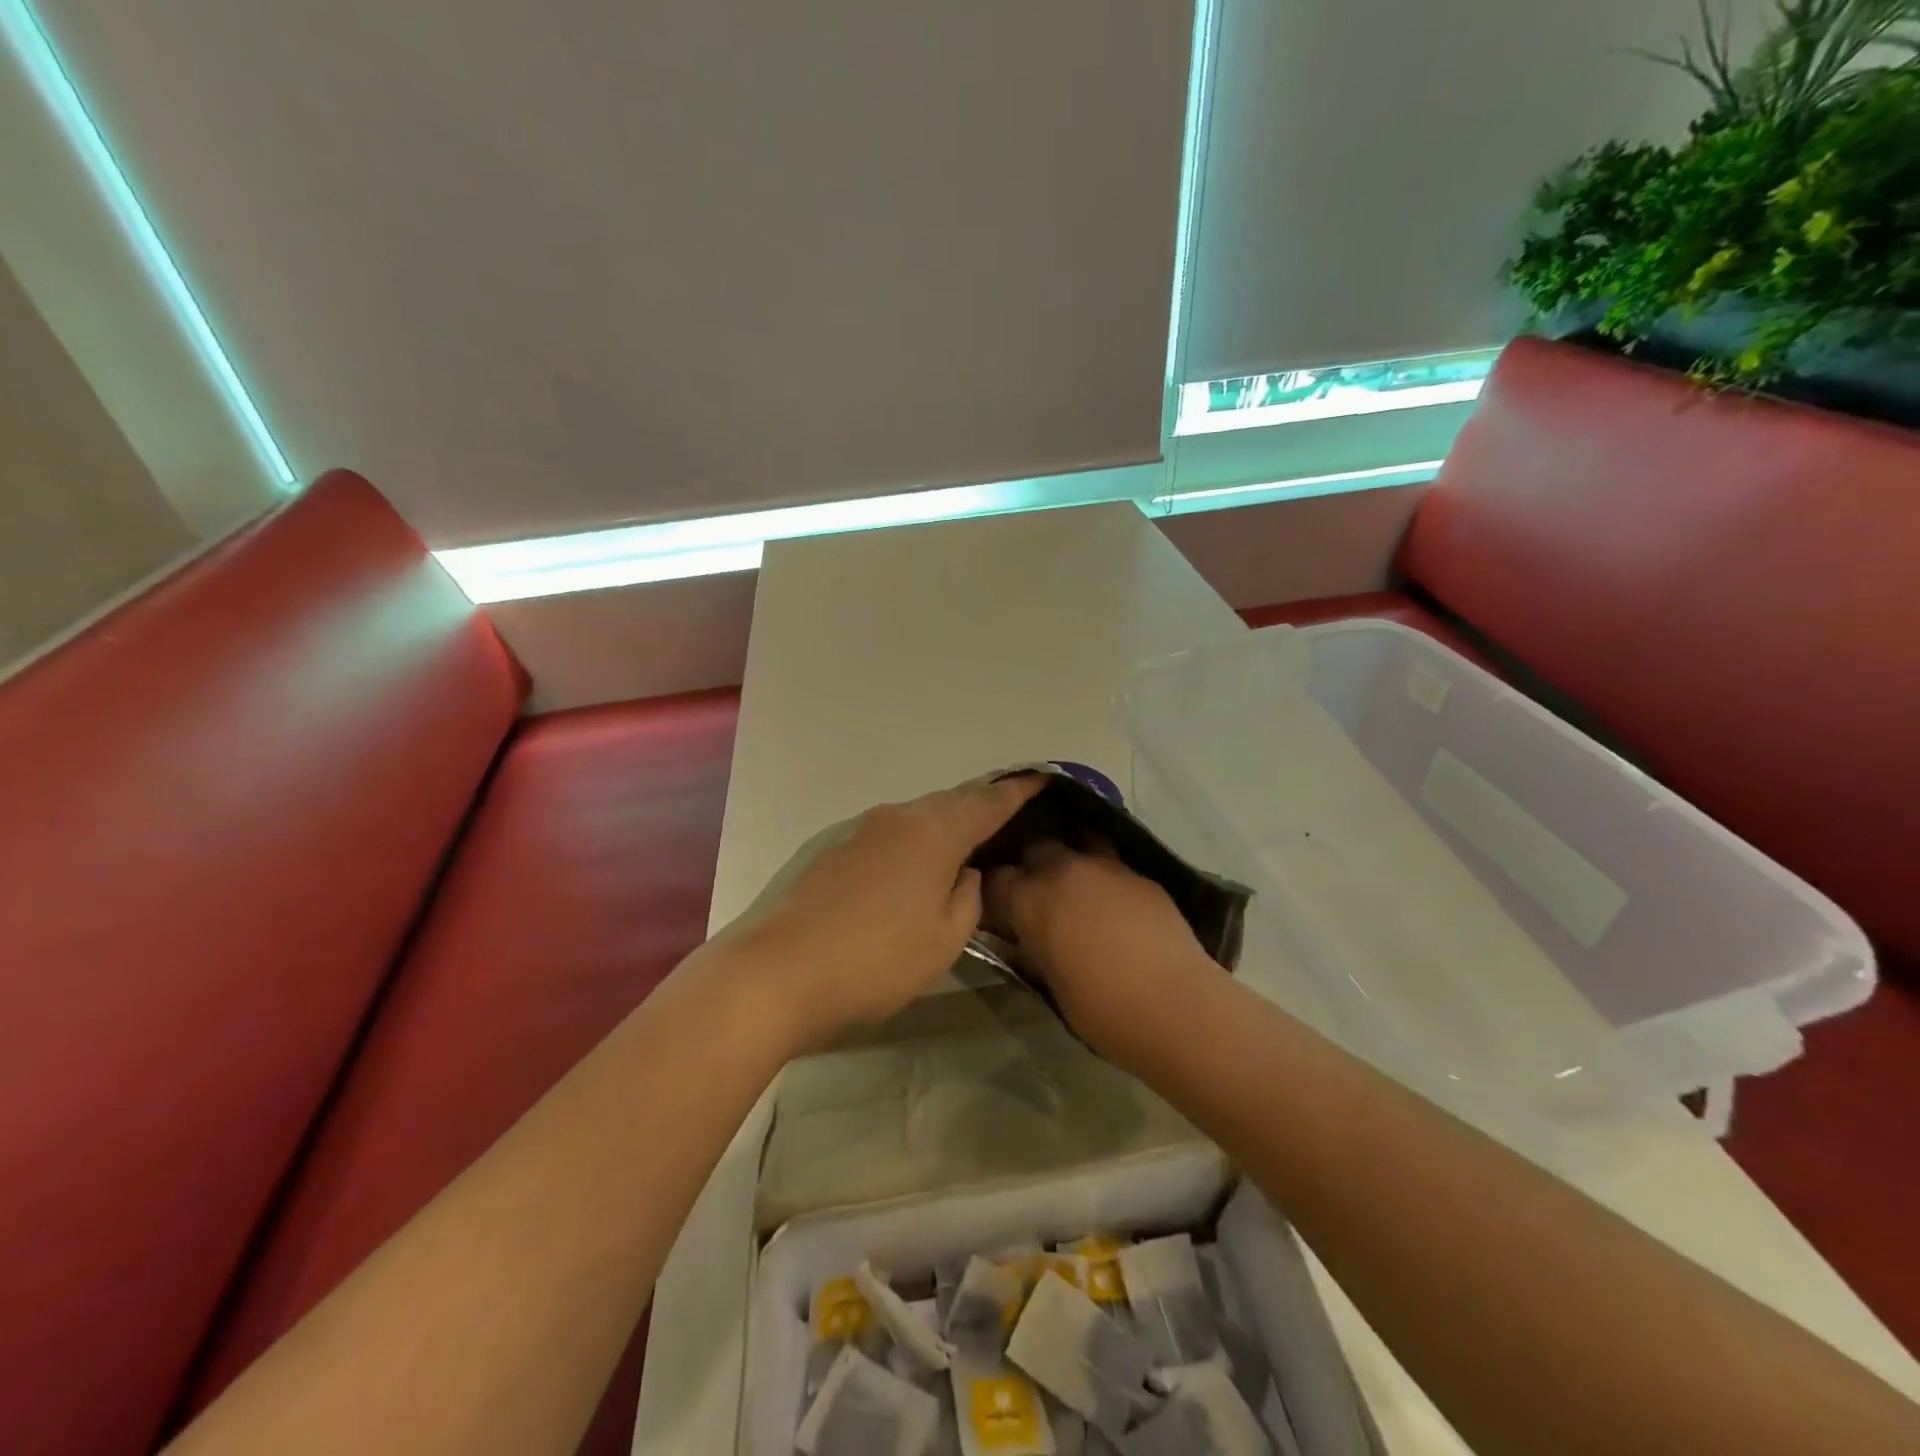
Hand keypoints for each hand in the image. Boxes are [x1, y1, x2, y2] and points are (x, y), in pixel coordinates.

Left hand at [710, 773, 1045, 1048]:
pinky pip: (887, 834)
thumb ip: (967, 899)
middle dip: (980, 802)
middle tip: (1008, 805)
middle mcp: (896, 818)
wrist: (775, 973)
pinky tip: (912, 863)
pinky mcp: (829, 851)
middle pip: (949, 802)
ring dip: (943, 822)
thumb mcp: (943, 939)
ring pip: (915, 817)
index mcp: (932, 833)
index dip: (1018, 791)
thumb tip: (964, 873)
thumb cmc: (875, 960)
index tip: (1042, 777)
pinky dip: (911, 840)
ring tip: (965, 836)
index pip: (987, 803)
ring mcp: (857, 831)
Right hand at [983, 842, 1215, 1067]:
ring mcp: (1106, 867)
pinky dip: (1103, 878)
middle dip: (1029, 866)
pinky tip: (1112, 902)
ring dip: (1069, 862)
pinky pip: (1112, 864)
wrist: (1175, 1006)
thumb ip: (1029, 948)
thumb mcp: (1048, 982)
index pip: (995, 879)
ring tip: (1074, 887)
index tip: (997, 910)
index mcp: (1031, 898)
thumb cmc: (1101, 1009)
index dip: (993, 894)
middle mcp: (1064, 870)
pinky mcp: (1140, 875)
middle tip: (1035, 895)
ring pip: (1076, 844)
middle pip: (1035, 848)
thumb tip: (1021, 936)